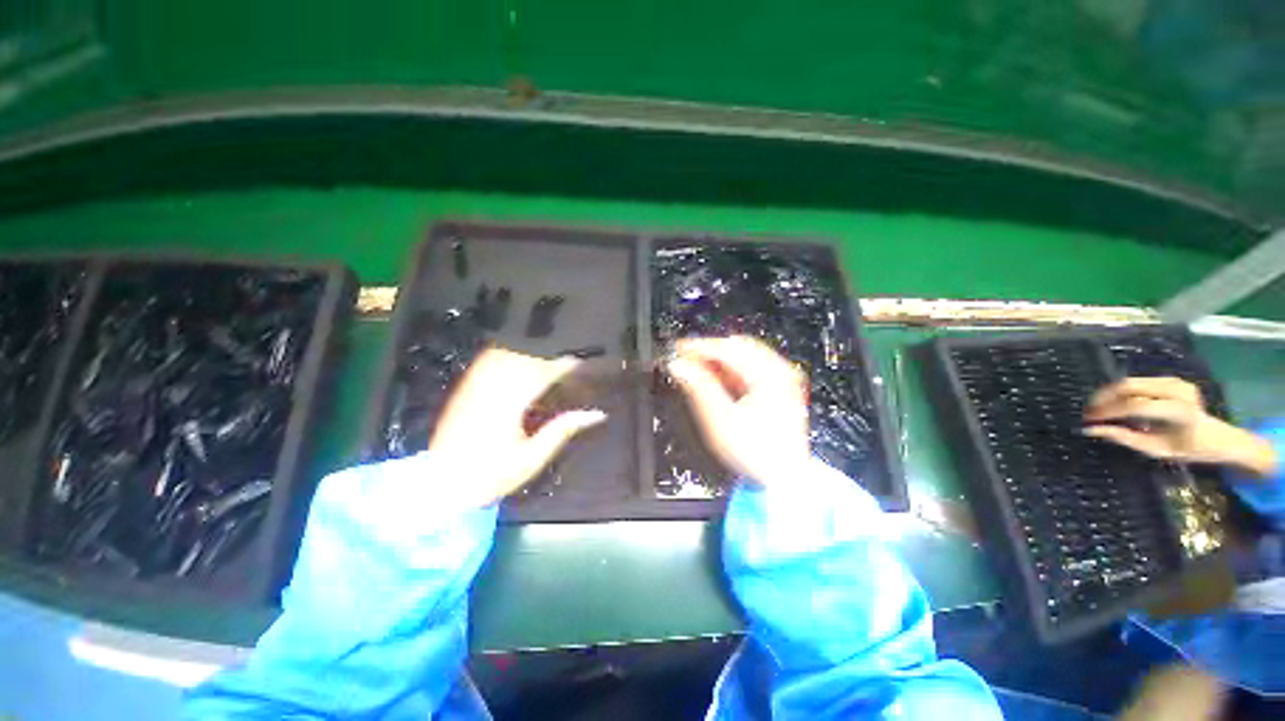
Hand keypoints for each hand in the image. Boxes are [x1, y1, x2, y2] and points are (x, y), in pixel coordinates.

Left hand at [429, 348, 605, 505]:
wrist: (439, 485)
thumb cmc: (491, 475)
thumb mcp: (532, 458)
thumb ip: (562, 430)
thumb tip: (595, 414)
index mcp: (510, 404)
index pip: (543, 373)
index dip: (563, 365)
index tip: (580, 363)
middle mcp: (492, 388)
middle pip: (525, 357)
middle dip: (549, 355)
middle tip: (567, 362)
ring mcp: (475, 385)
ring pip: (506, 354)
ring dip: (530, 352)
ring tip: (547, 360)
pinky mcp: (465, 388)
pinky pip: (489, 360)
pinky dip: (509, 355)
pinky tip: (519, 361)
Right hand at [667, 336, 810, 486]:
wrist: (782, 479)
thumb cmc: (756, 454)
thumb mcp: (721, 420)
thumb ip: (698, 388)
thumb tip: (679, 367)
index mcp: (769, 375)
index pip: (727, 349)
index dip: (699, 347)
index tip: (677, 350)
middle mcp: (779, 372)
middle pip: (737, 348)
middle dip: (709, 352)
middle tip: (685, 360)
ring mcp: (781, 379)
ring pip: (743, 357)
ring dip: (718, 361)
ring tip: (696, 370)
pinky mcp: (778, 388)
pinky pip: (749, 369)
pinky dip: (729, 371)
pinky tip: (716, 379)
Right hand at [1083, 377, 1276, 476]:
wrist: (1219, 437)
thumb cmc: (1188, 449)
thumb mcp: (1157, 450)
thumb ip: (1125, 438)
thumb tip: (1091, 430)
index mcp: (1178, 412)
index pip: (1135, 406)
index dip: (1108, 411)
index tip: (1088, 421)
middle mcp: (1177, 391)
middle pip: (1130, 387)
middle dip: (1104, 397)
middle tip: (1089, 411)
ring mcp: (1175, 382)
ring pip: (1130, 382)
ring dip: (1110, 393)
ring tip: (1099, 407)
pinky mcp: (1171, 379)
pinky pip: (1138, 382)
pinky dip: (1121, 391)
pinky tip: (1116, 403)